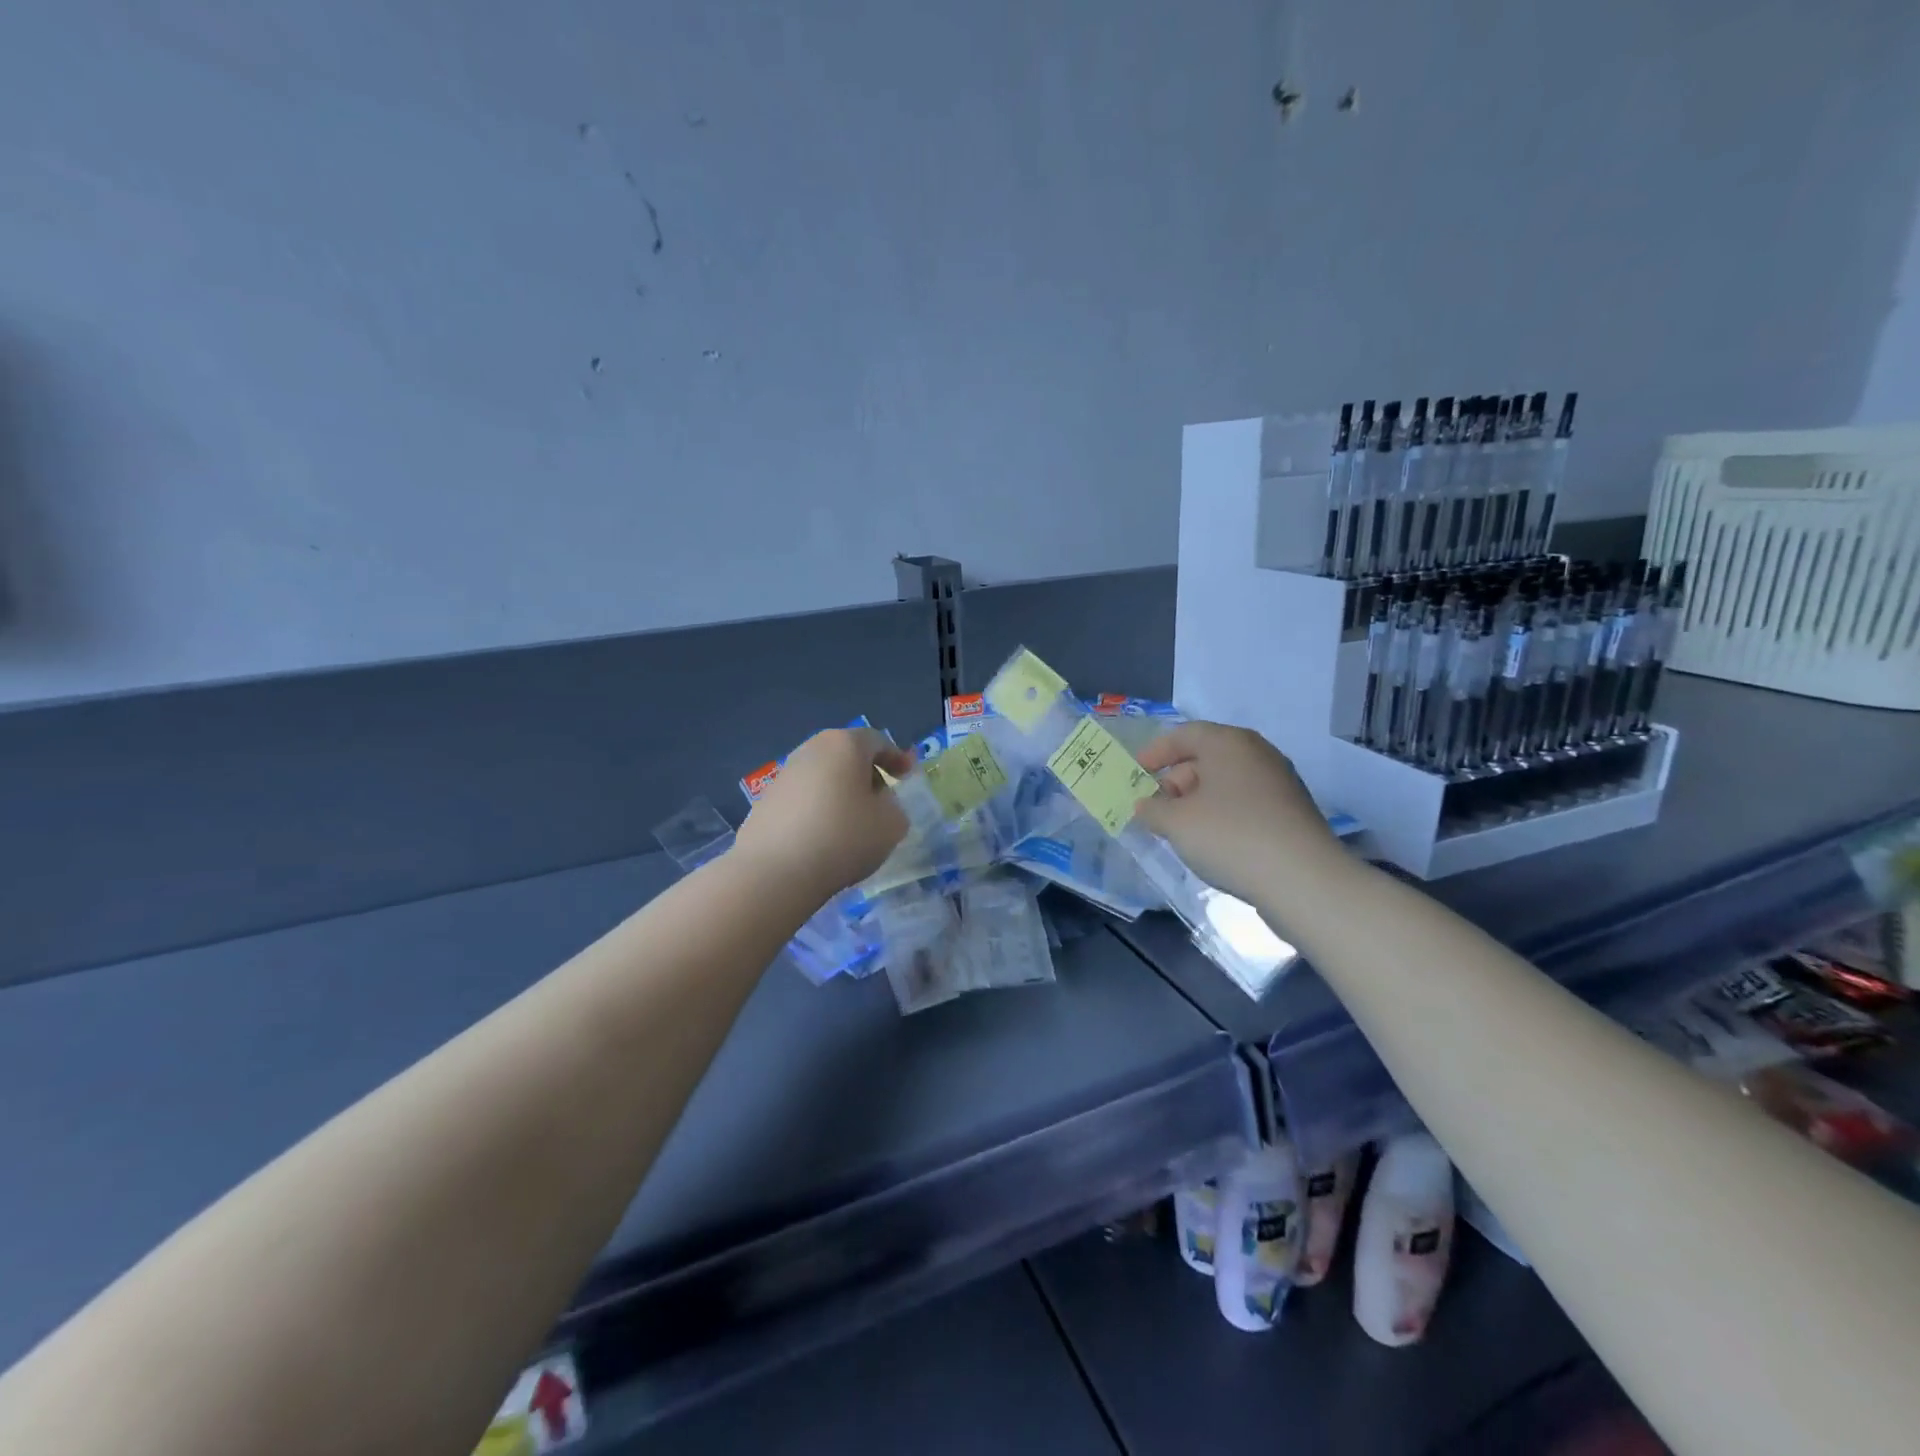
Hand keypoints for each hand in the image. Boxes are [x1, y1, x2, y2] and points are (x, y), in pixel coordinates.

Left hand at [734, 728, 913, 898]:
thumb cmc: (843, 837)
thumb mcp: (891, 824)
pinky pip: (802, 797)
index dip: (896, 757)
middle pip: (846, 754)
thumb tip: (879, 803)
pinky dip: (818, 808)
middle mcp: (811, 749)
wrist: (775, 871)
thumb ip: (894, 806)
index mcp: (844, 744)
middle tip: (880, 798)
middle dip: (866, 773)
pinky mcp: (764, 801)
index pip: (877, 740)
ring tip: (852, 821)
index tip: (907, 776)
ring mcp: (783, 774)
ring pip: (822, 775)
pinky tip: (823, 836)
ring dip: (840, 791)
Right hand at [1133, 722, 1341, 907]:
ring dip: (1198, 800)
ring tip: (1180, 829)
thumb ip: (1152, 809)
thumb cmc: (1230, 836)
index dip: (1156, 752)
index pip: (1185, 734)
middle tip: (1156, 808)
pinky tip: (1212, 841)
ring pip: (1227, 782)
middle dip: (1176, 780)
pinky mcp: (1292, 812)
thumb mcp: (1176, 823)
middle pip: (1207, 757)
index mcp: (1229, 743)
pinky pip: (1245, 802)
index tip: (1136, 772)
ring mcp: (1280, 782)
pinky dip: (1222, 813)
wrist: (1303, 880)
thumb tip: (1146, 805)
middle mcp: (1257, 754)